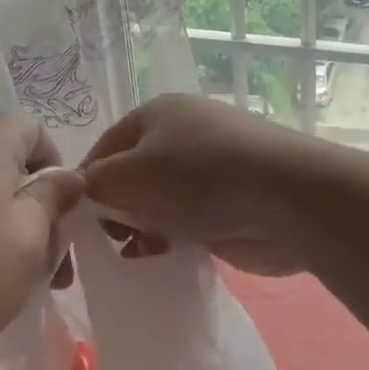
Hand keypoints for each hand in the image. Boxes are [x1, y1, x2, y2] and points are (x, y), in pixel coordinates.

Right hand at [81, 94, 336, 276]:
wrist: (289, 200)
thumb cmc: (200, 178)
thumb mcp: (130, 176)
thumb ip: (95, 184)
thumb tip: (83, 193)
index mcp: (156, 113)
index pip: (104, 148)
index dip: (87, 185)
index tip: (78, 224)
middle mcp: (182, 134)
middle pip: (132, 176)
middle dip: (117, 210)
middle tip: (113, 242)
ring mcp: (209, 169)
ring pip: (159, 202)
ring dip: (144, 229)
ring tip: (143, 251)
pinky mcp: (229, 202)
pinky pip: (186, 221)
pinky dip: (174, 238)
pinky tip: (169, 256)